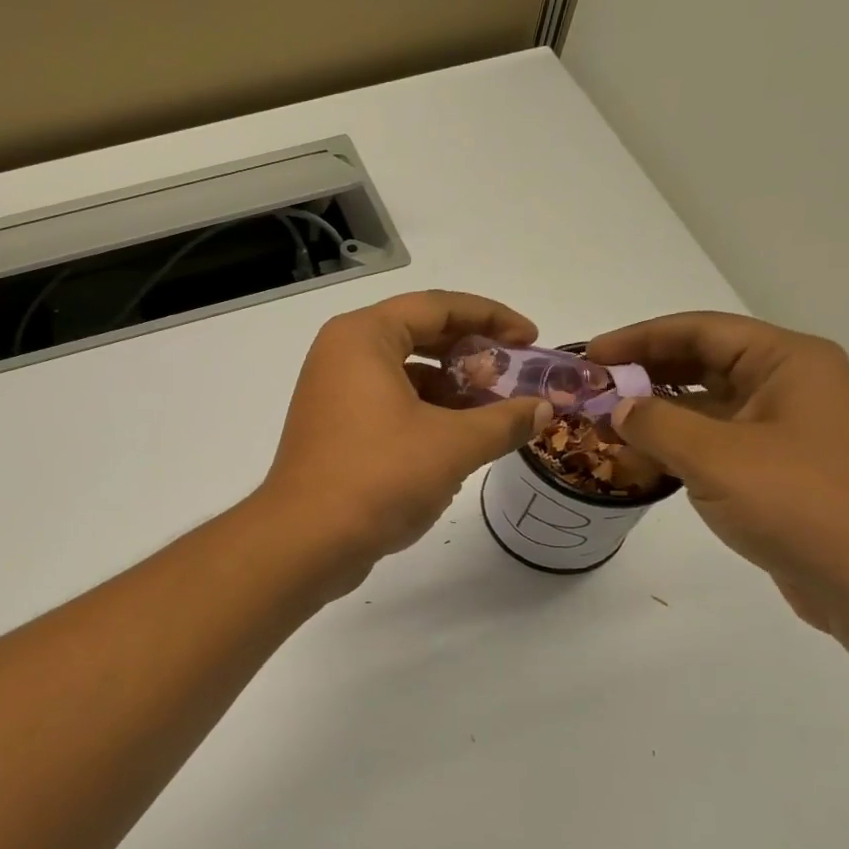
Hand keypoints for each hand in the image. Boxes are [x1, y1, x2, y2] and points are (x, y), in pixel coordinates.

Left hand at [259, 291, 553, 572]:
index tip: (531, 339)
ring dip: (450, 391)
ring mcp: (332, 394)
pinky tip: (456, 444)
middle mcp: (341, 355)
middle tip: (512, 377)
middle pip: (419, 336)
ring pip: (403, 376)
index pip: (438, 307)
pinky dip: (424, 416)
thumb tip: (543, 410)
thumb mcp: (454, 445)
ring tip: (492, 416)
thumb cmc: (379, 477)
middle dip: (471, 356)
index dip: (492, 318)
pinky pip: (387, 406)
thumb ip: (505, 420)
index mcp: (363, 337)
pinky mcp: (332, 430)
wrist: (305, 541)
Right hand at [587, 313, 848, 643]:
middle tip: (592, 388)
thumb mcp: (714, 457)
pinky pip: (715, 438)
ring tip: (605, 422)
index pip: (700, 330)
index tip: (591, 355)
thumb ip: (655, 423)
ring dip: (656, 410)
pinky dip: (676, 442)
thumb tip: (618, 409)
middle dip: (645, 372)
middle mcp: (790, 384)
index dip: (640, 337)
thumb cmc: (798, 504)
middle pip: (703, 361)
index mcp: (787, 362)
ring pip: (707, 402)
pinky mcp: (778, 465)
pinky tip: (639, 456)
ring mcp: (785, 427)